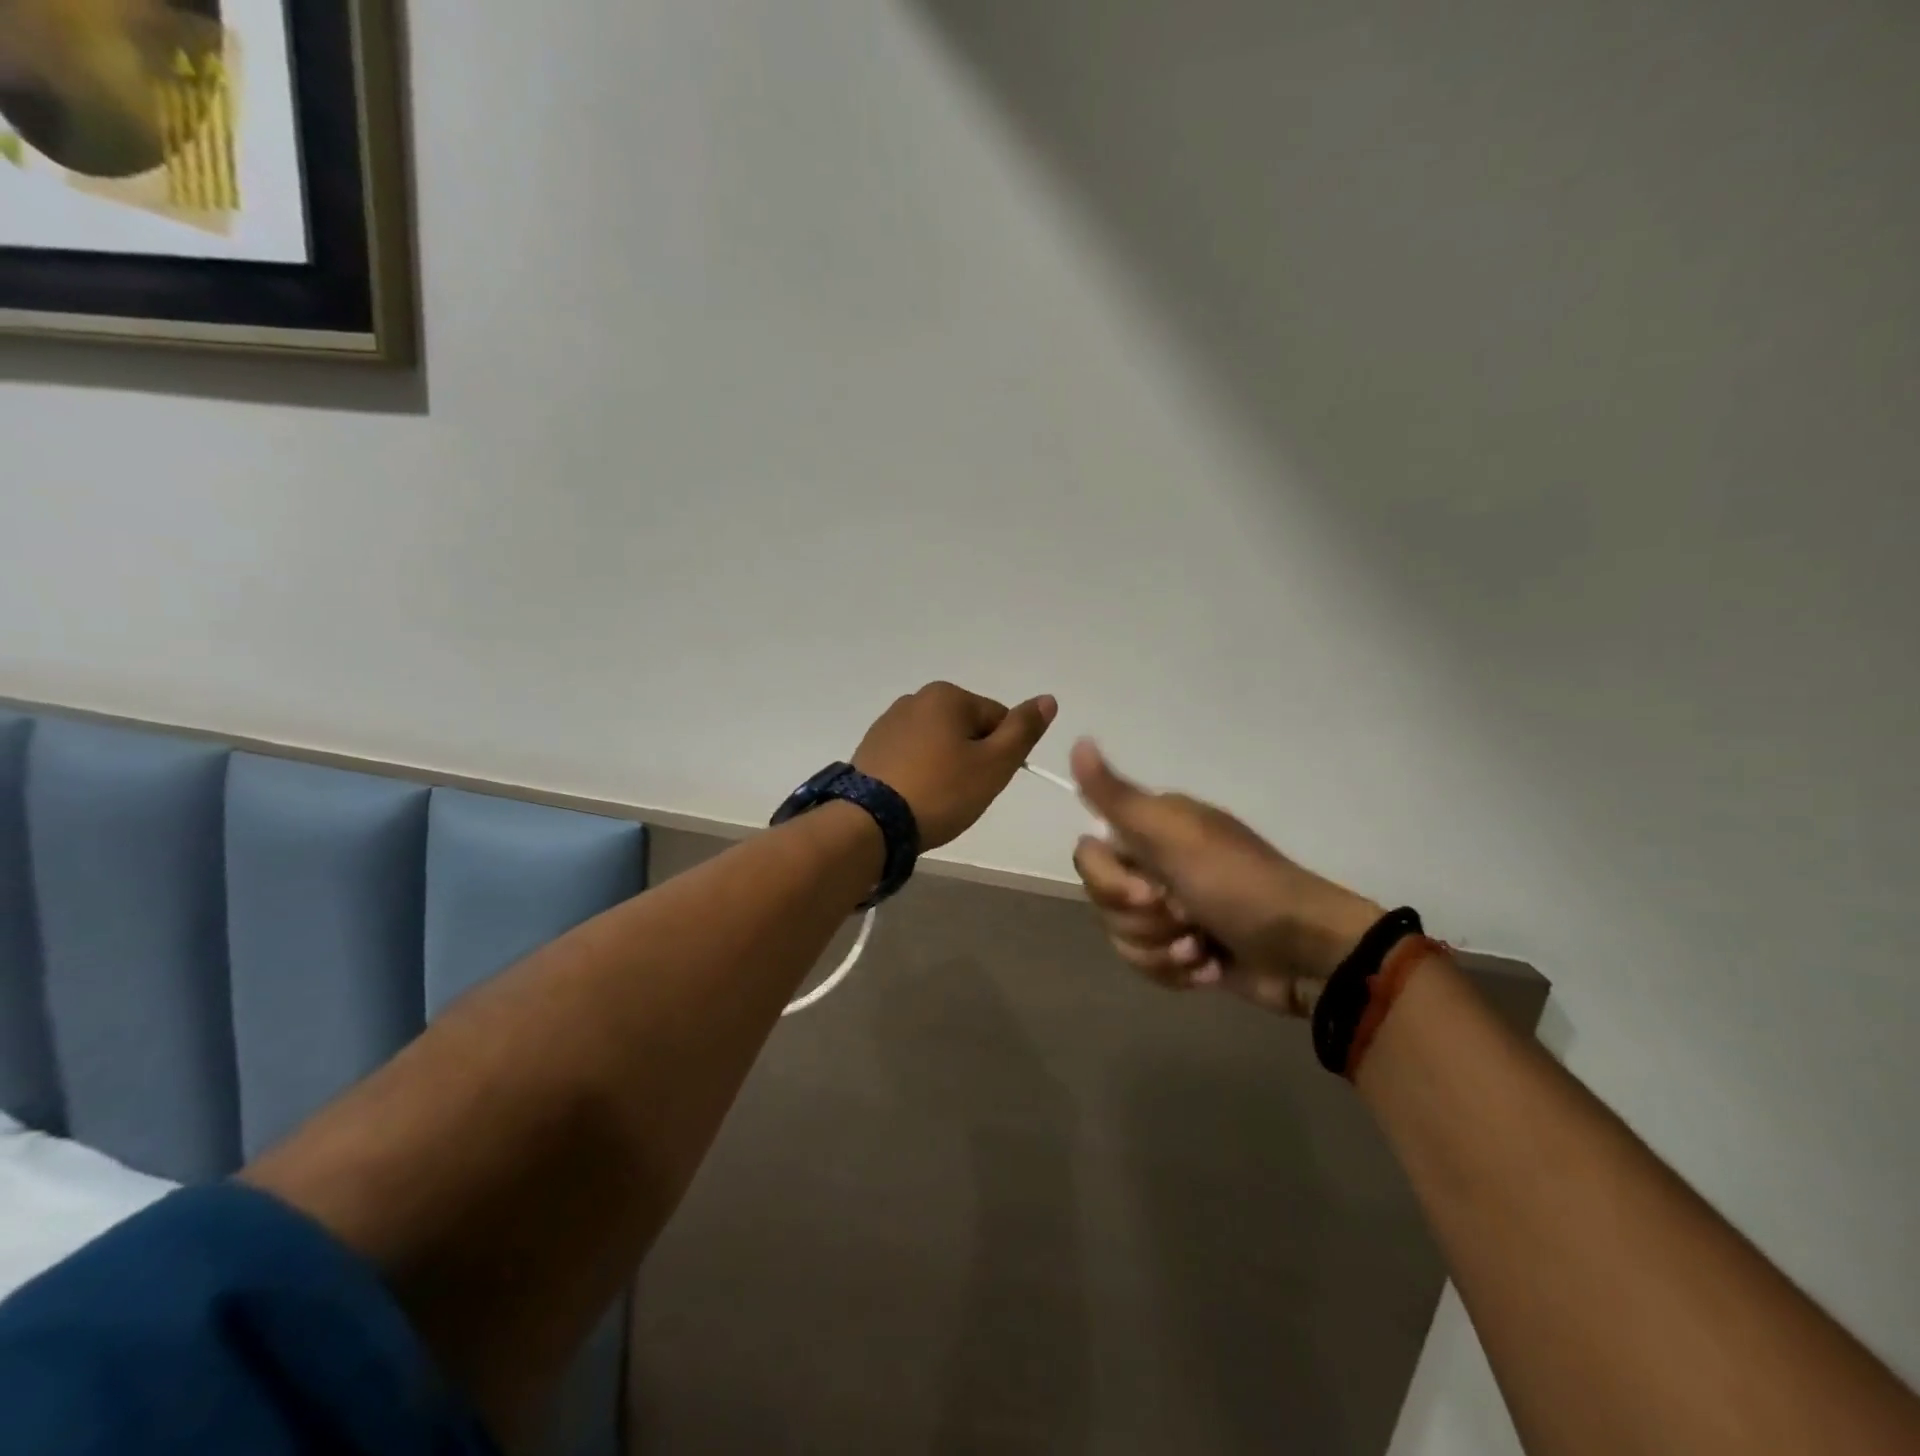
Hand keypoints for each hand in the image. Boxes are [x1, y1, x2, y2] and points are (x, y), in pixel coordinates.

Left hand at [853, 683, 1057, 849]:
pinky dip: (920, 773)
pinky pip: (911, 756)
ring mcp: (888, 722)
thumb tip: (1048, 699)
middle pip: (966, 729)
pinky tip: (913, 797)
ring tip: (936, 799)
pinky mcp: (871, 748)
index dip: (1000, 754)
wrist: (869, 822)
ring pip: (938, 744)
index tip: (985, 782)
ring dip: (945, 768)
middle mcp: (915, 698)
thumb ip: (1023, 730)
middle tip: (962, 794)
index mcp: (947, 695)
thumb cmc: (940, 791)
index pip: (997, 719)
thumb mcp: (994, 764)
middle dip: (972, 759)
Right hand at [1070, 740, 1381, 1015]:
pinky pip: (1146, 964)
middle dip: (1142, 921)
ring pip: (1121, 936)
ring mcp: (1168, 909)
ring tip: (1202, 949)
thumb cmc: (1240, 886)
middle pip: (1102, 900)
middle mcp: (1154, 864)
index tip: (1151, 891)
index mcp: (1151, 829)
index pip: (1088, 855)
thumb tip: (1077, 742)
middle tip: (1187, 918)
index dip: (1110, 882)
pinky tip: (1210, 966)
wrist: (1306, 954)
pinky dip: (1177, 971)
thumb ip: (1118, 797)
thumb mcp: (1175, 836)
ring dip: (1162, 950)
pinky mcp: (1181, 950)